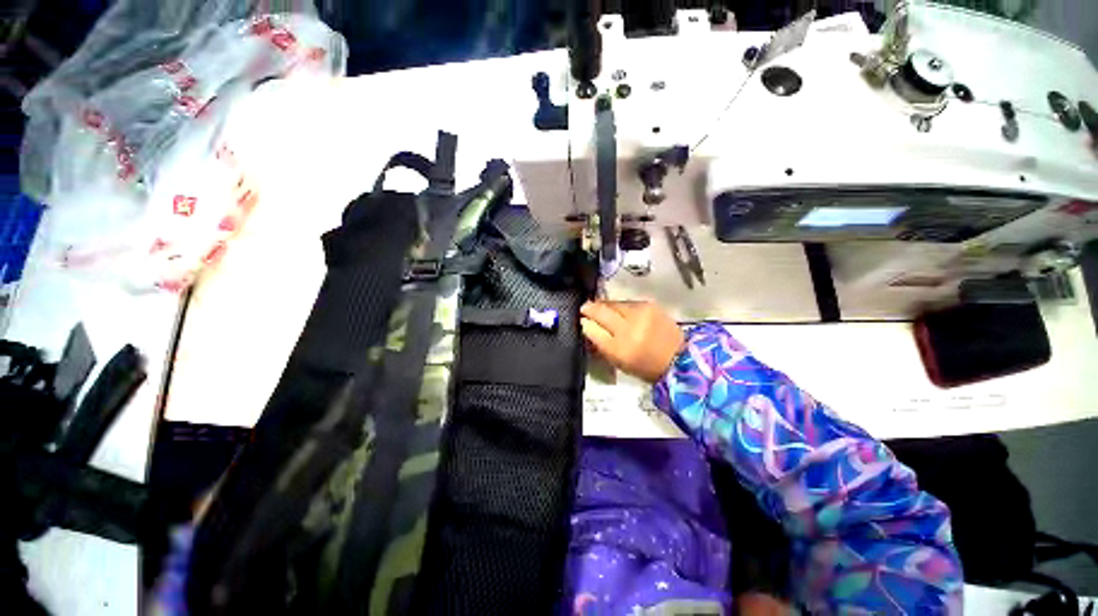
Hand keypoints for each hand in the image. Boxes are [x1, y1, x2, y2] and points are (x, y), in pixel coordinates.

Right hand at [580, 301, 683, 382]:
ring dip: (606, 306)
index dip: (584, 322)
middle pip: (602, 311)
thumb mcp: (618, 361)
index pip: (593, 330)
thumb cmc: (645, 365)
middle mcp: (628, 329)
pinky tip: (620, 311)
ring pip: (613, 303)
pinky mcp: (649, 305)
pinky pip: (627, 302)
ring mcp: (640, 314)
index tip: (580, 319)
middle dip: (590, 308)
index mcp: (619, 349)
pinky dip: (620, 306)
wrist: (679, 357)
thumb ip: (600, 342)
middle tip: (584, 308)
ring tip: (603, 310)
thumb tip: (585, 324)